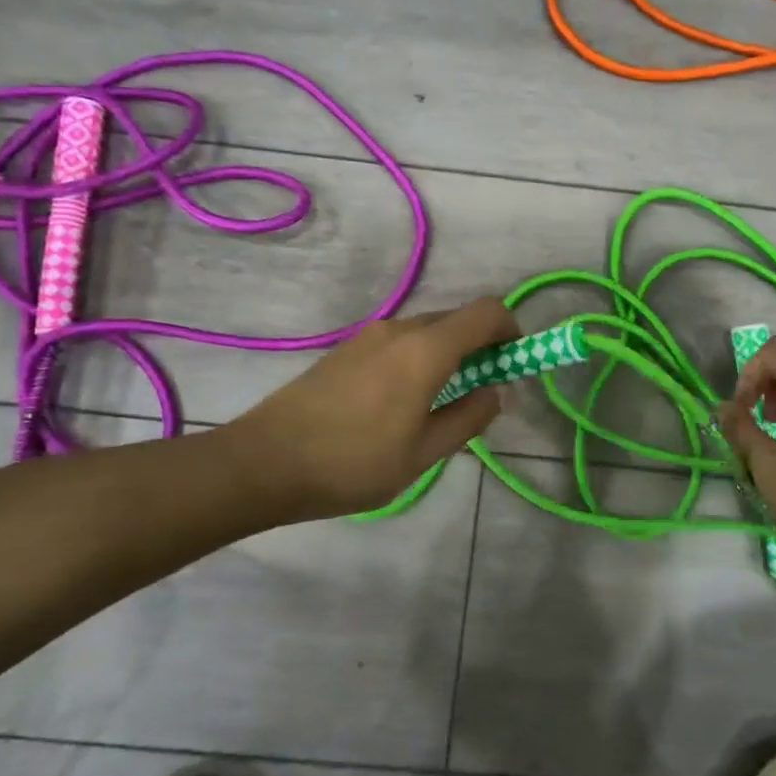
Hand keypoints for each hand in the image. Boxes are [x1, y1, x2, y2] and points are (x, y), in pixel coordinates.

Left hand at [221, 297, 518, 523]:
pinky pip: (400, 342)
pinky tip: (400, 405)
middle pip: (458, 320)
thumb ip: (469, 417)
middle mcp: (400, 329)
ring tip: (437, 407)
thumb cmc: (353, 463)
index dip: (510, 331)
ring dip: (449, 356)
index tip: (512, 366)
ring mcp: (369, 336)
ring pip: (427, 331)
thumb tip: (496, 392)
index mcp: (426, 349)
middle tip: (479, 395)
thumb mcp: (424, 453)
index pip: (487, 312)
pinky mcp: (347, 349)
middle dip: (481, 348)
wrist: (264, 462)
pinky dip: (419, 359)